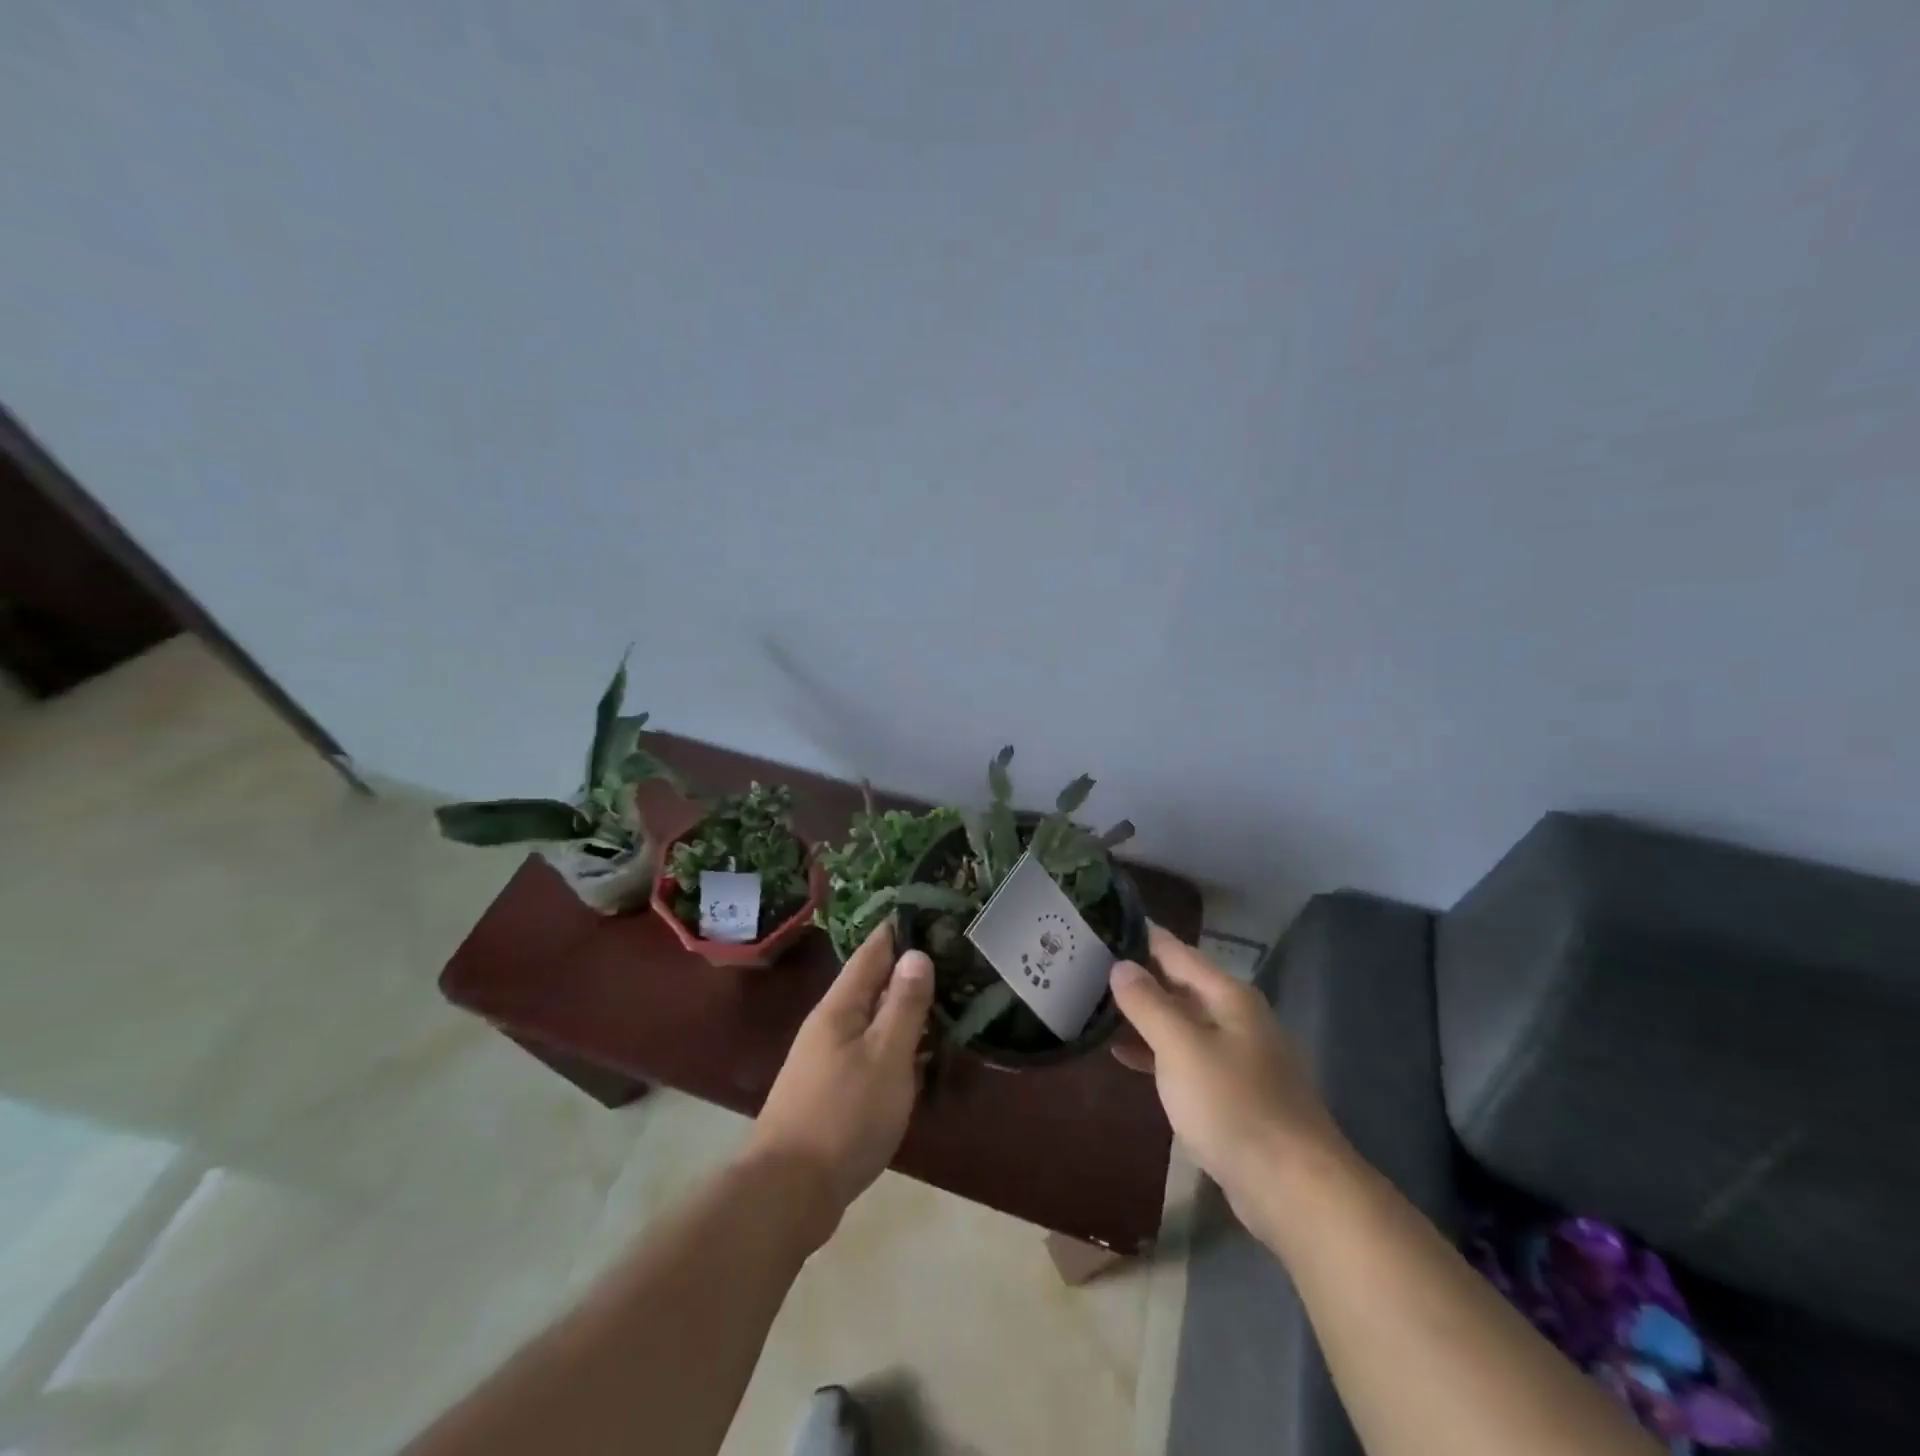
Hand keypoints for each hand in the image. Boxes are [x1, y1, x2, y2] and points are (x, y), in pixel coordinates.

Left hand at [744, 923, 933, 1238]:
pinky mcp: (831, 1088)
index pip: (872, 952)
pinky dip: (895, 1041)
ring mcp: (827, 1057)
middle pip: (872, 984)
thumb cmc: (844, 1115)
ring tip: (943, 998)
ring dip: (903, 1007)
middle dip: (906, 968)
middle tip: (950, 955)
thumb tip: (916, 953)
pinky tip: (918, 1053)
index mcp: (840, 1007)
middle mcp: (829, 1024)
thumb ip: (904, 1005)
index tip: (927, 909)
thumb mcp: (886, 1056)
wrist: (789, 1191)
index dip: (897, 929)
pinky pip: (870, 1048)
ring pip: (872, 1018)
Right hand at [1110, 924, 1349, 1232]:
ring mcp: (1237, 1057)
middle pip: (1180, 985)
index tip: (1102, 924)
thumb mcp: (1181, 1048)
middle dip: (1138, 976)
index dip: (1141, 937)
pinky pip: (1186, 1057)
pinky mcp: (1233, 1094)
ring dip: (1143, 1015)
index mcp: (1228, 997)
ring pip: (1181, 1022)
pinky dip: (1156, 1051)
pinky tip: (1123, 1056)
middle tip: (1086, 966)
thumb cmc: (1233, 1106)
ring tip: (1095, 1006)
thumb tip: (1121, 965)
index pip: (1176, 951)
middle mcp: (1236, 1018)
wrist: (1294, 1188)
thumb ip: (1148, 1004)